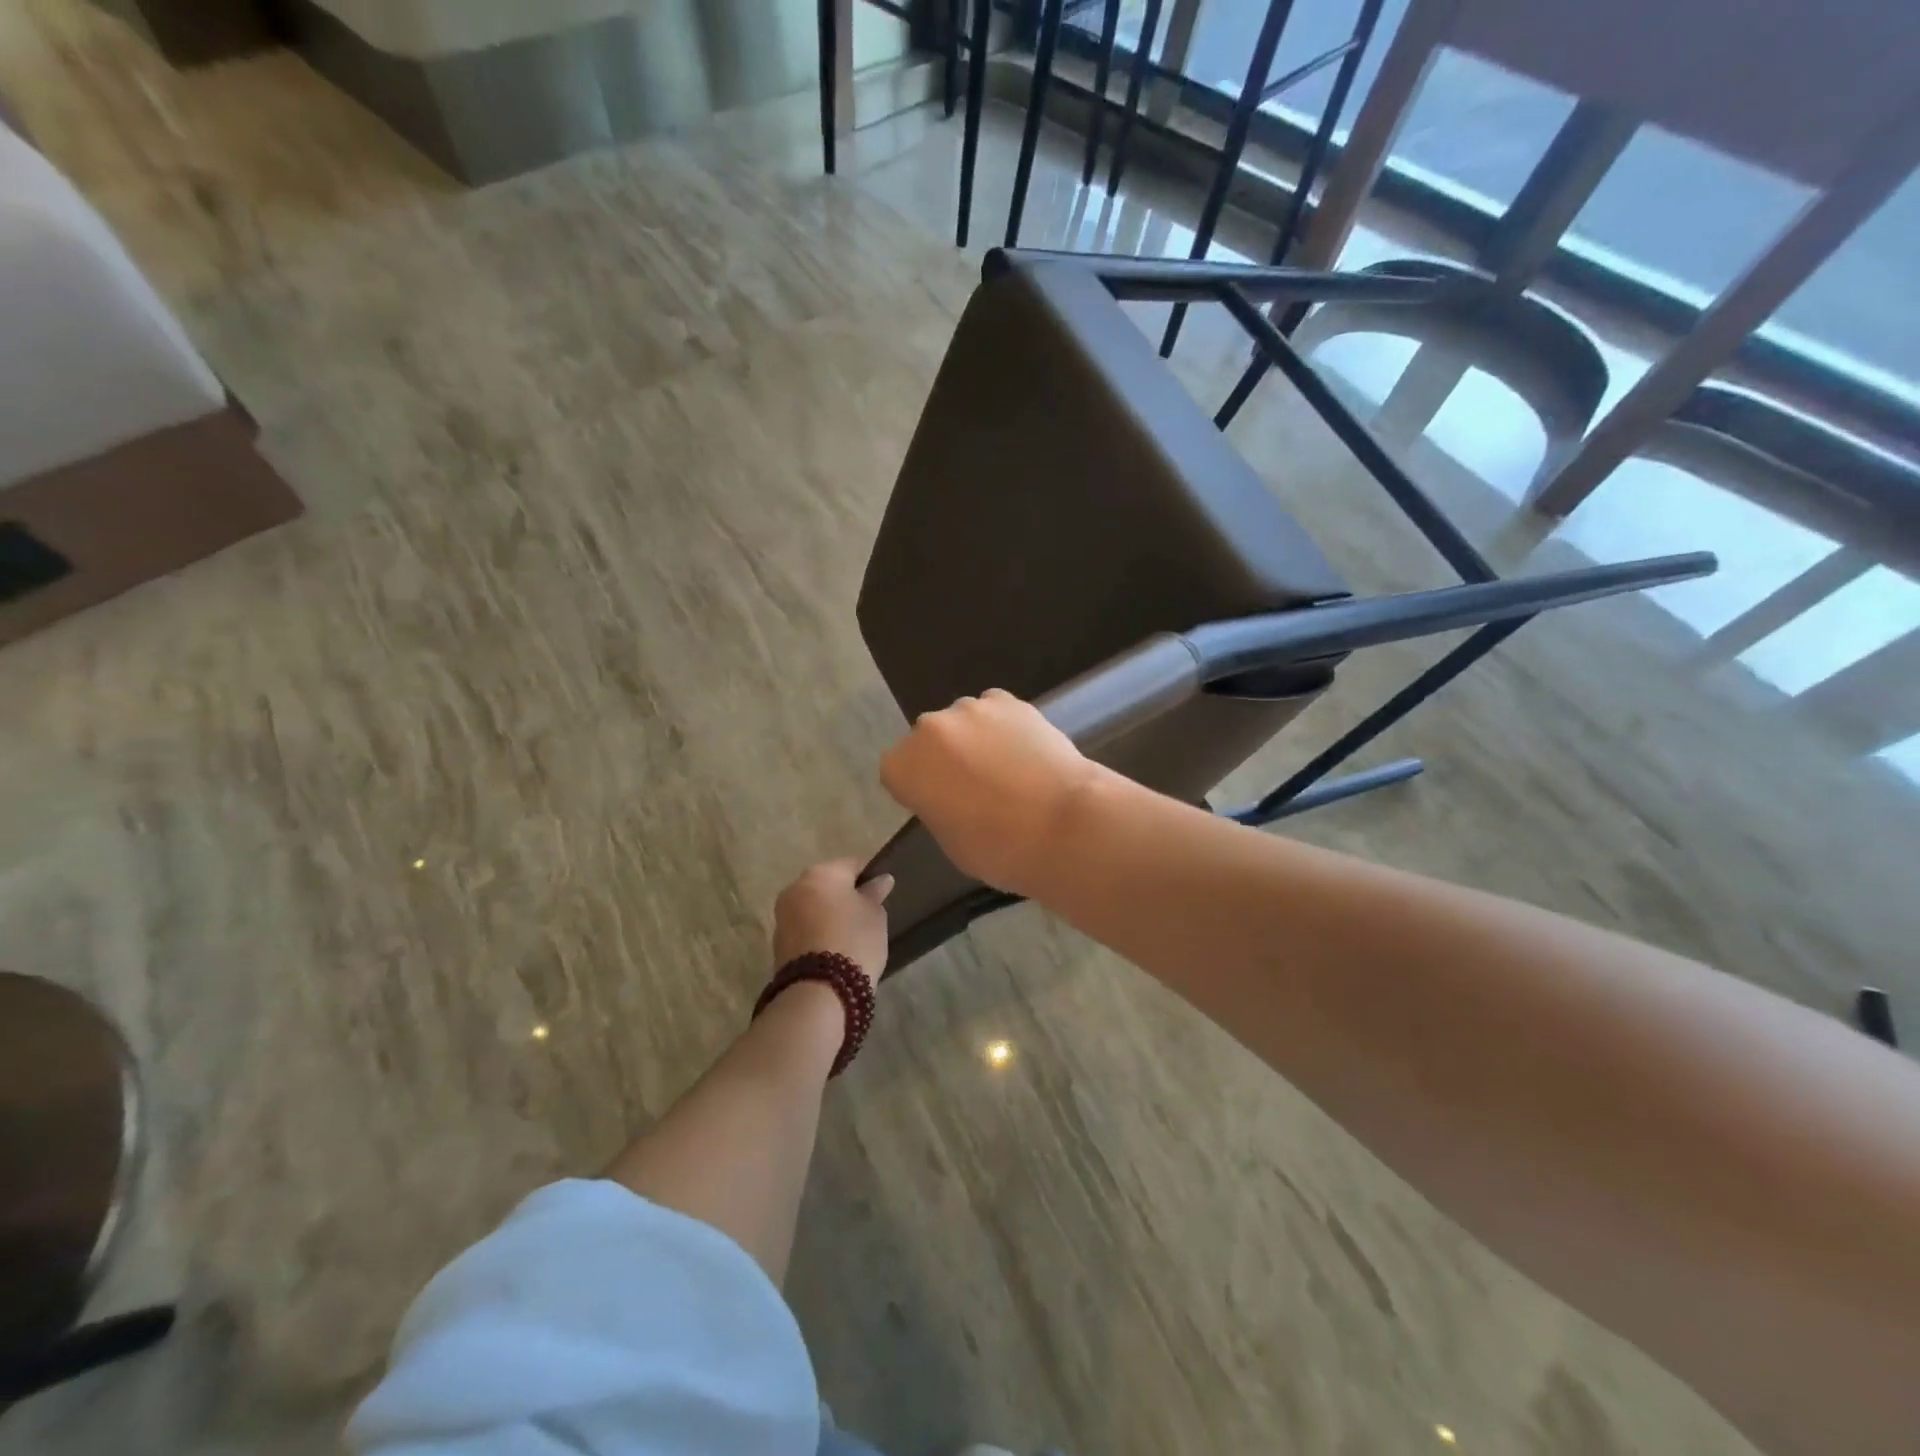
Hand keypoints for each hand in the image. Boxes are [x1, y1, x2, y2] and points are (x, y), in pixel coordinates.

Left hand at [773, 859, 892, 985]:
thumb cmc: (854, 941)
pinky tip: (833, 949)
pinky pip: (804, 928)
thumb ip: (875, 894)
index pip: (852, 864)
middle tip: (865, 915)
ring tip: (850, 935)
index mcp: (821, 873)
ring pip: (813, 906)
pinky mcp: (777, 942)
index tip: (881, 894)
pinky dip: (817, 933)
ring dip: (828, 915)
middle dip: (844, 896)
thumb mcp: (875, 915)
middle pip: (827, 884)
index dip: (869, 876)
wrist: (818, 991)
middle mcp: (796, 887)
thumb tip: (880, 880)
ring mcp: (782, 915)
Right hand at [879, 689, 1105, 896]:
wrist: (1063, 823)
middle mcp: (929, 729)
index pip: (896, 771)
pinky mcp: (1009, 700)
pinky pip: (996, 710)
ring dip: (974, 739)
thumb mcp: (950, 842)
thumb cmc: (999, 848)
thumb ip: (937, 808)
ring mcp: (970, 709)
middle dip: (944, 759)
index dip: (918, 787)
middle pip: (928, 740)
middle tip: (974, 787)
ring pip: (963, 722)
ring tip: (1007, 768)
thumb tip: (950, 797)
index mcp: (903, 766)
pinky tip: (1024, 751)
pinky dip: (1004, 726)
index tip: (939, 803)